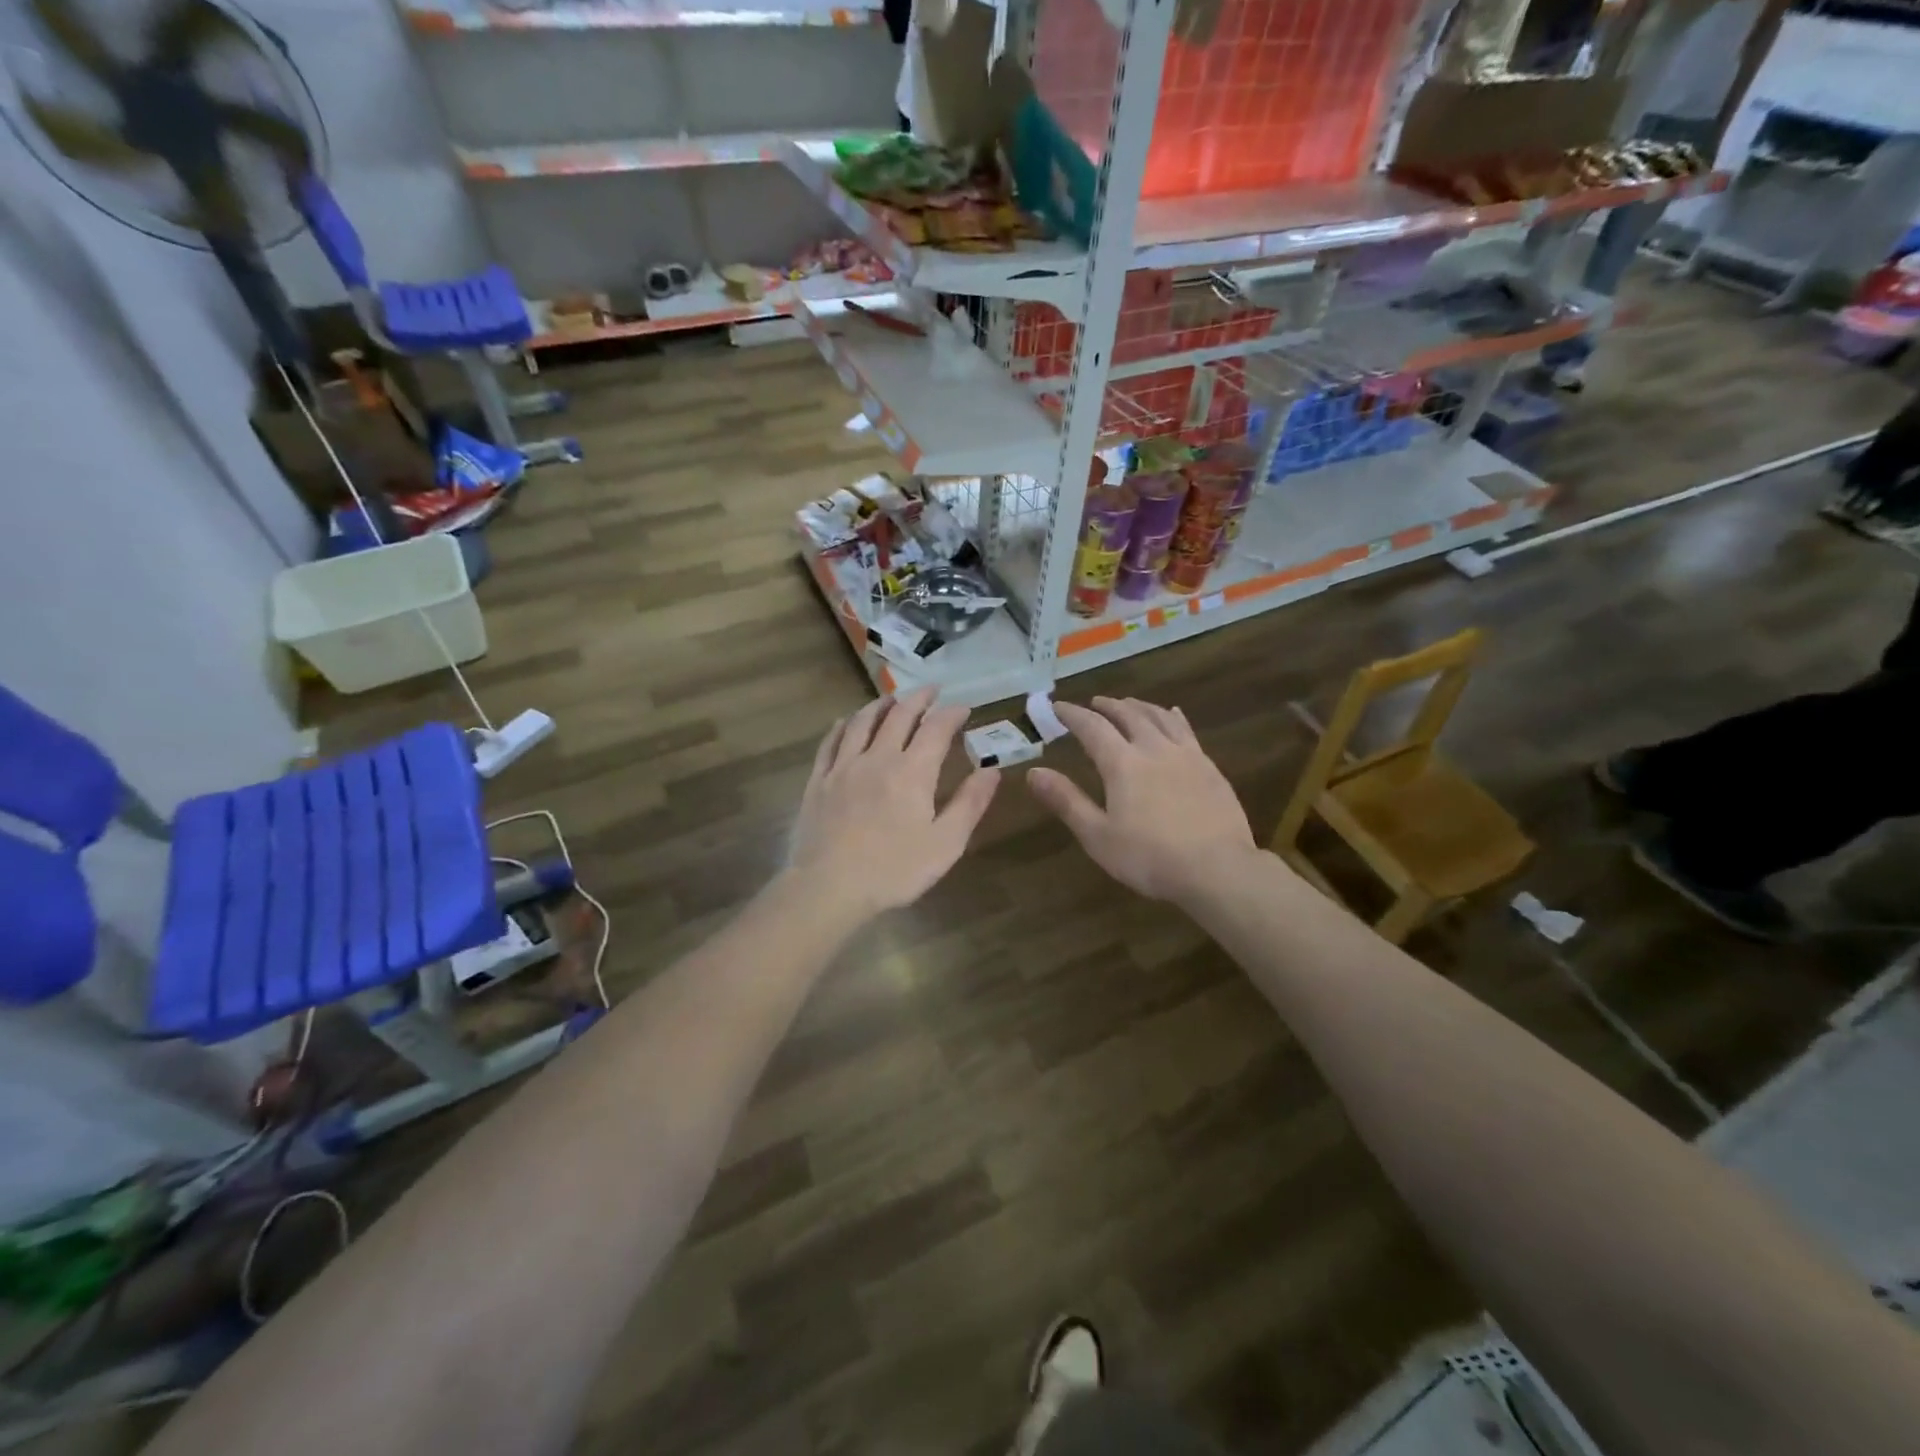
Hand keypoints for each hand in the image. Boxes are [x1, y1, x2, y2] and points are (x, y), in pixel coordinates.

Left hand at [788, 688, 999, 919]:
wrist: (829, 887)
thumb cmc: (894, 870)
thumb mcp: (945, 843)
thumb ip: (970, 803)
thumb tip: (992, 770)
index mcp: (912, 771)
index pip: (936, 729)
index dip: (951, 714)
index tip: (963, 708)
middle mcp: (877, 758)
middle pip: (899, 716)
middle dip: (918, 699)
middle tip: (931, 690)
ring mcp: (843, 767)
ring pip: (862, 722)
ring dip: (880, 705)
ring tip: (892, 699)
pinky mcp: (818, 781)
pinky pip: (831, 742)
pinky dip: (843, 726)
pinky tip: (847, 722)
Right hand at [1028, 696, 1256, 903]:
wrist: (1218, 868)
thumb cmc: (1150, 857)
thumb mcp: (1098, 835)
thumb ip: (1067, 801)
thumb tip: (1034, 772)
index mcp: (1122, 764)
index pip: (1092, 728)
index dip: (1072, 714)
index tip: (1057, 706)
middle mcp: (1153, 748)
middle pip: (1127, 715)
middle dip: (1106, 706)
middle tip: (1093, 702)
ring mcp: (1186, 755)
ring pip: (1158, 717)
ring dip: (1138, 706)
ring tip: (1128, 704)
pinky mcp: (1209, 766)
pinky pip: (1186, 730)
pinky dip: (1172, 717)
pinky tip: (1172, 715)